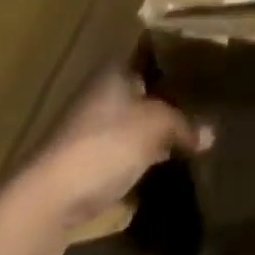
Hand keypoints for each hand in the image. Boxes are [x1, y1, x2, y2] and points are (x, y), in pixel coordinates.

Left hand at [18, 63, 212, 232]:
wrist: (43, 206)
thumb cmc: (104, 146)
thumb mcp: (156, 127)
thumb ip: (185, 124)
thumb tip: (211, 134)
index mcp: (116, 69)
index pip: (152, 48)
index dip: (179, 50)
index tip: (207, 55)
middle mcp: (101, 91)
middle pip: (144, 85)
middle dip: (172, 92)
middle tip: (208, 95)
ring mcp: (88, 128)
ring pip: (133, 119)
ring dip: (156, 127)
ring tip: (193, 130)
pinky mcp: (82, 164)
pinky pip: (122, 150)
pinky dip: (141, 155)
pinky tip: (164, 163)